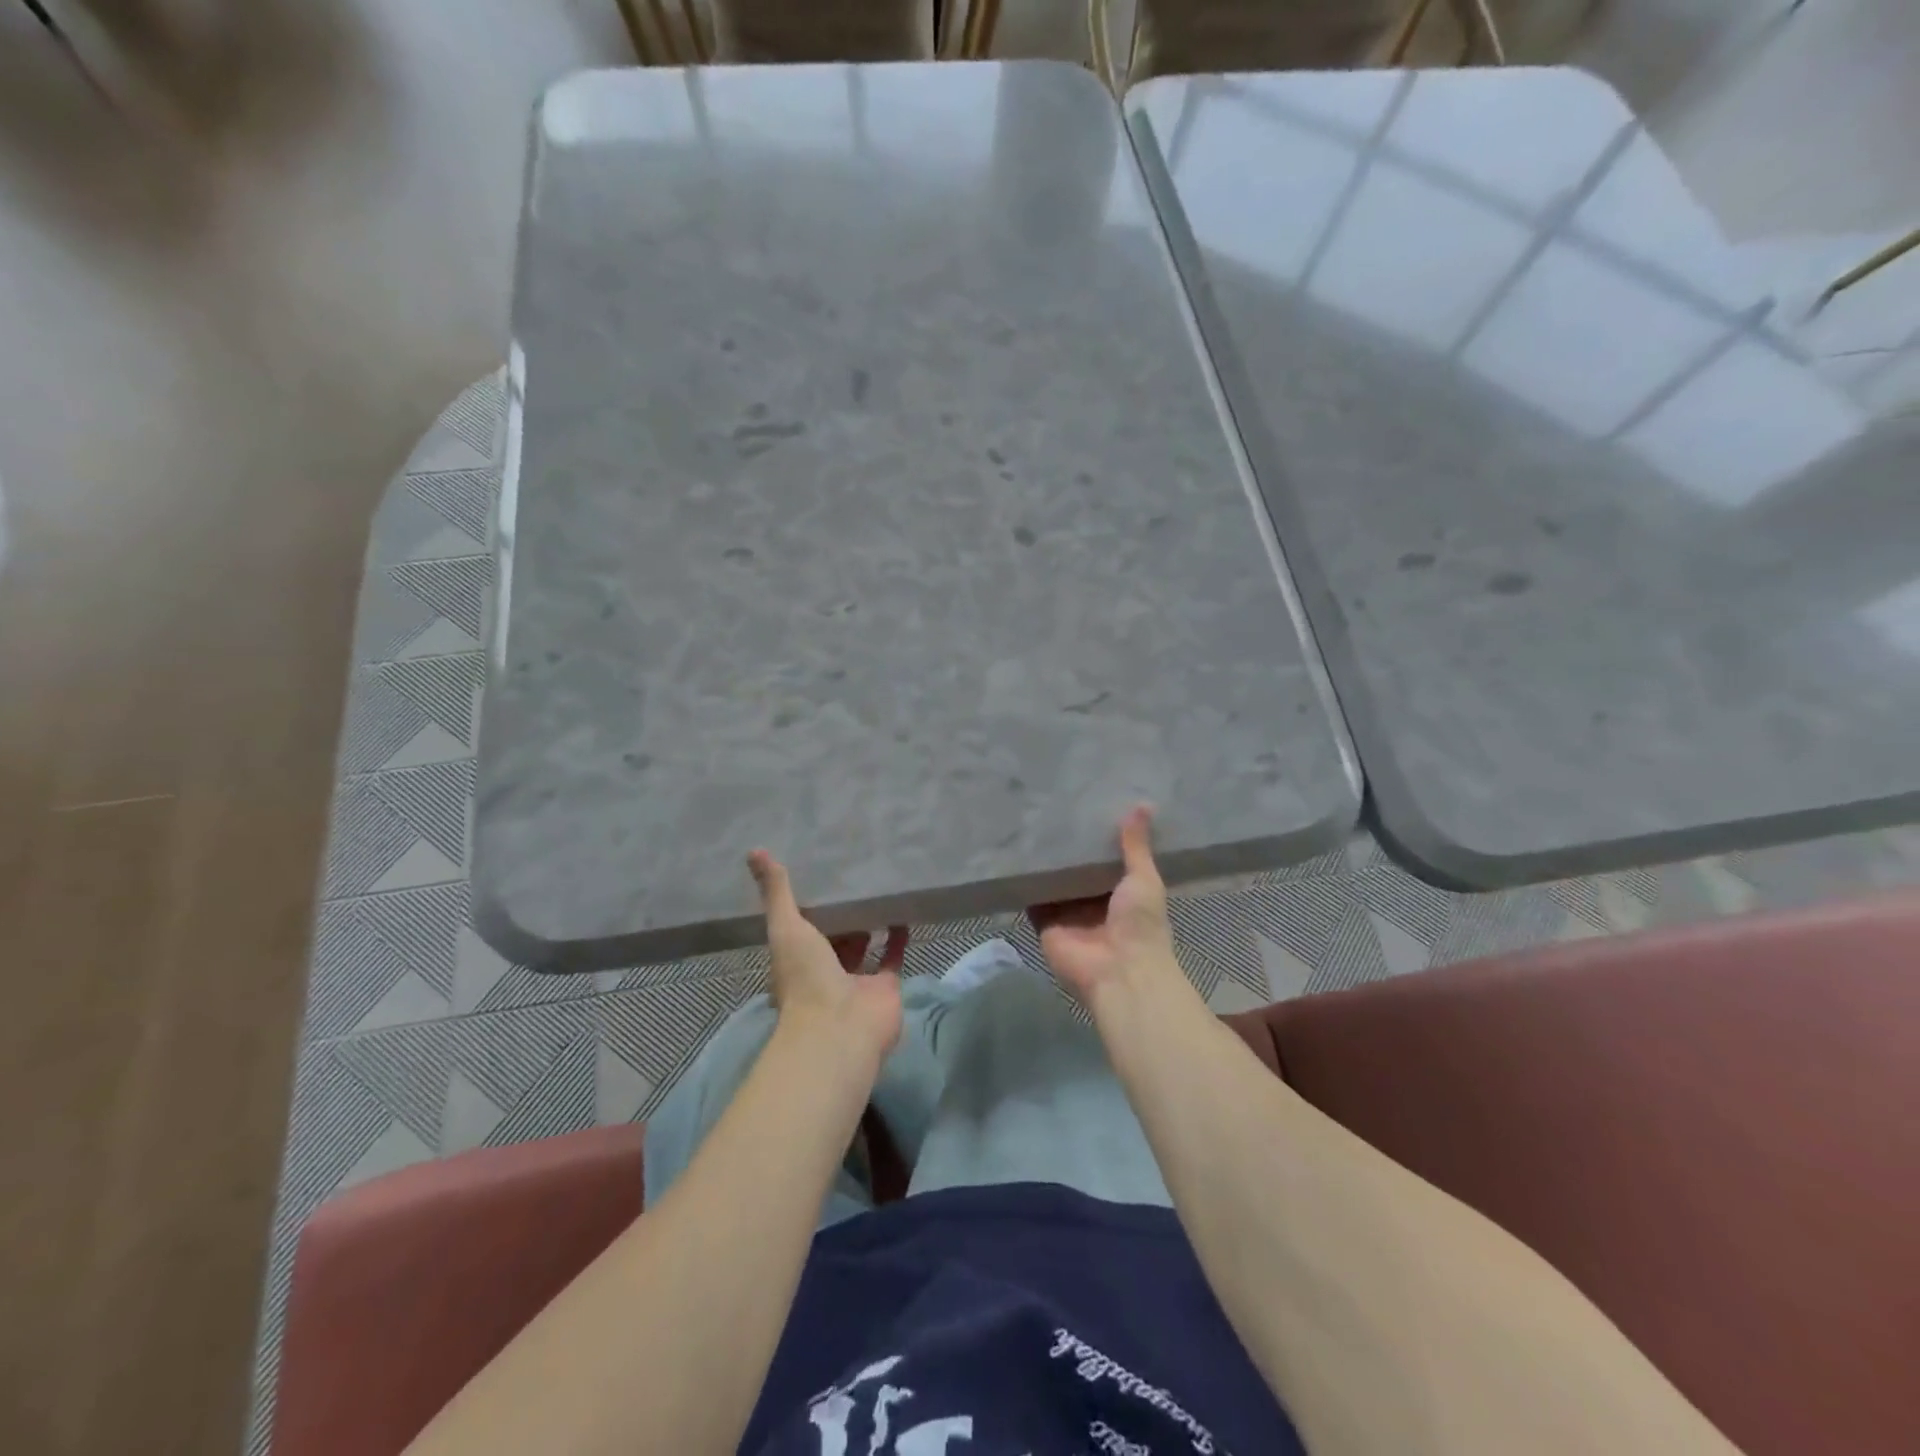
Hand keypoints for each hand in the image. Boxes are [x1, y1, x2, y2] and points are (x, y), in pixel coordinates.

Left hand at [747, 849, 906, 1060]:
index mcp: (795, 960)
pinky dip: (898, 936)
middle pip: (833, 937)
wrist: (840, 1029)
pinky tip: (903, 909)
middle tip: (853, 875)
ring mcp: (856, 980)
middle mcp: (824, 971)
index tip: (818, 876)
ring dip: (870, 922)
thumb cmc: (806, 978)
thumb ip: (776, 892)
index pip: (800, 928)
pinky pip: (893, 956)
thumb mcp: (786, 928)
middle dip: (842, 913)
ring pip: (864, 945)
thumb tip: (755, 851)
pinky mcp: (886, 985)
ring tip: (879, 887)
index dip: (808, 905)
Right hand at [1030, 806, 1182, 1008]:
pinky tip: (1012, 855)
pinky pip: (1032, 898)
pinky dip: (1023, 882)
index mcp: (1121, 892)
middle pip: (1076, 870)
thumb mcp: (1144, 879)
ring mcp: (1067, 913)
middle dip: (1066, 848)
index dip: (1097, 838)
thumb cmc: (1140, 925)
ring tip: (1028, 824)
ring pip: (1052, 881)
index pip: (1105, 859)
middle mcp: (1092, 901)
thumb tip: (1144, 803)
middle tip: (1051, 809)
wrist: (1119, 972)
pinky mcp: (1044, 923)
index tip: (1085, 806)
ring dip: (1043, 863)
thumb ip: (1136, 846)